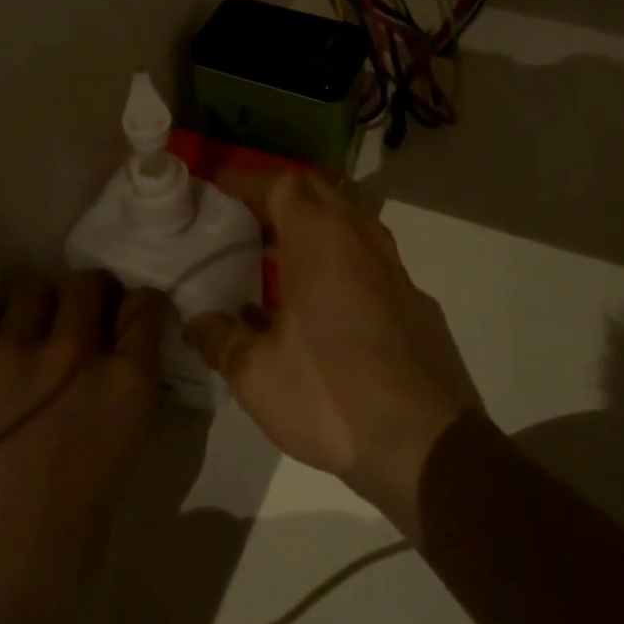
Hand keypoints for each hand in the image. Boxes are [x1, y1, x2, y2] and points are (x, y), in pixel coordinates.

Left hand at [0, 271, 165, 623]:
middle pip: (88, 283)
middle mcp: (72, 353)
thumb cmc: (60, 556)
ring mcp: (8, 355)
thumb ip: (113, 411)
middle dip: (91, 295)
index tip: (132, 318)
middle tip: (81, 321)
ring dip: (40, 308)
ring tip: (31, 339)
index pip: (145, 306)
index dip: (140, 308)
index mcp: (125, 385)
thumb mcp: (115, 470)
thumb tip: (102, 391)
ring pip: (32, 291)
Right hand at [184, 172, 479, 536]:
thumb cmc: (330, 395)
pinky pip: (368, 257)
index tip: (217, 188)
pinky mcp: (414, 298)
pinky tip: (322, 302)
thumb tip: (196, 322)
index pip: (280, 182)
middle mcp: (361, 238)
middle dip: (279, 196)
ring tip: (277, 256)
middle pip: (318, 192)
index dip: (245, 179)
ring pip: (349, 222)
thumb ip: (219, 339)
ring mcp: (394, 267)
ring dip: (313, 226)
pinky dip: (339, 258)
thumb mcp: (255, 374)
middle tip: (244, 221)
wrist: (426, 443)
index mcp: (320, 239)